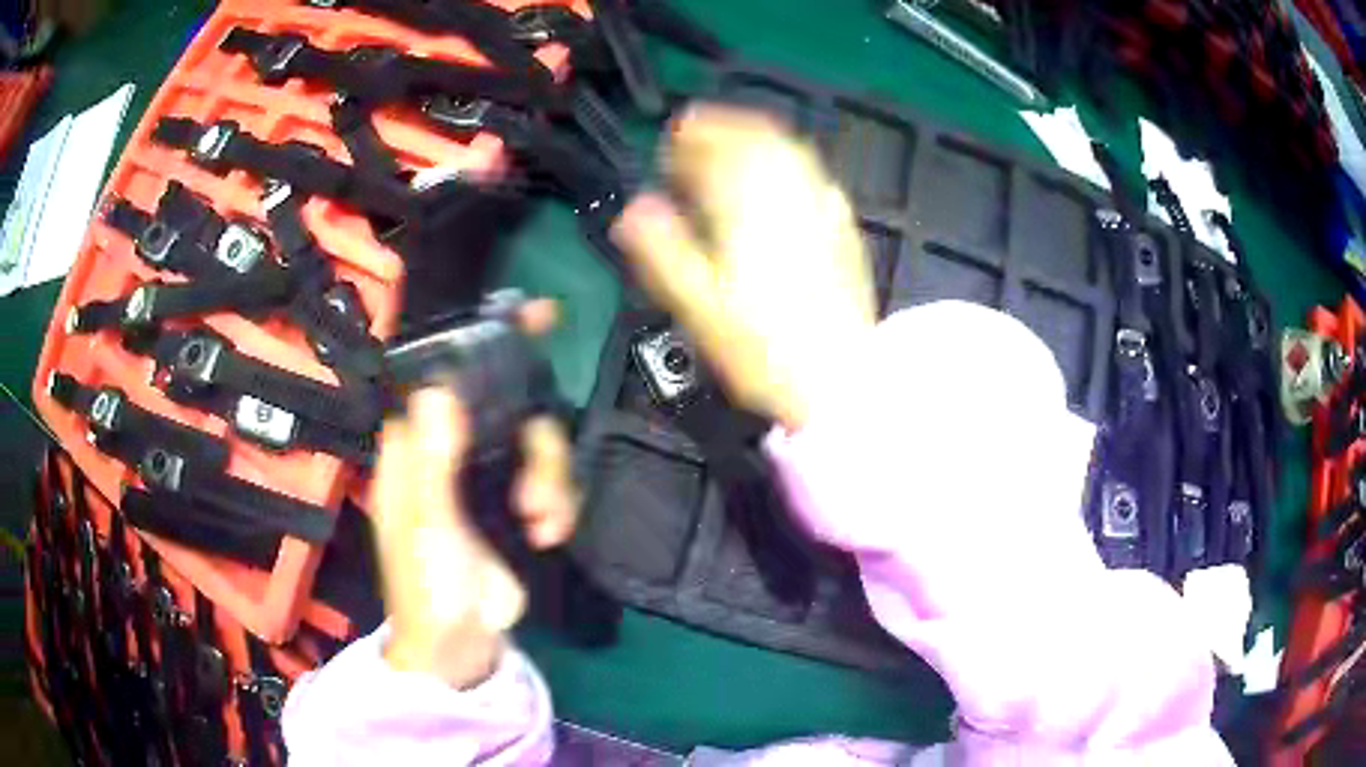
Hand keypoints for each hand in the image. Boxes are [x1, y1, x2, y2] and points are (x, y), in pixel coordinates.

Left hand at [369, 301, 577, 688]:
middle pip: (509, 408)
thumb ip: (432, 464)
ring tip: (541, 522)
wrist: (462, 645)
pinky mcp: (515, 501)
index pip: (444, 379)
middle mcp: (450, 452)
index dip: (480, 346)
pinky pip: (552, 478)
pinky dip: (559, 502)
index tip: (529, 319)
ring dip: (550, 480)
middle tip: (536, 489)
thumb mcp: (427, 528)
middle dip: (535, 447)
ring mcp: (486, 476)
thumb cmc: (427, 589)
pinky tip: (548, 533)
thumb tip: (439, 391)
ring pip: (537, 442)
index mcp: (416, 450)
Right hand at [612, 105, 876, 430]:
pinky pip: (813, 176)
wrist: (838, 379)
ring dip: (756, 139)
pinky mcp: (843, 230)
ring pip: (789, 150)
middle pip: (758, 136)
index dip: (691, 135)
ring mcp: (823, 209)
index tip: (670, 140)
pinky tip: (776, 184)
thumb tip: (632, 209)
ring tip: (730, 152)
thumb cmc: (761, 348)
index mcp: (750, 206)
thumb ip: (661, 248)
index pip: (718, 146)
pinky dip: (786, 165)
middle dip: (722, 128)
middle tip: (695, 142)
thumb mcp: (697, 304)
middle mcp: (791, 194)